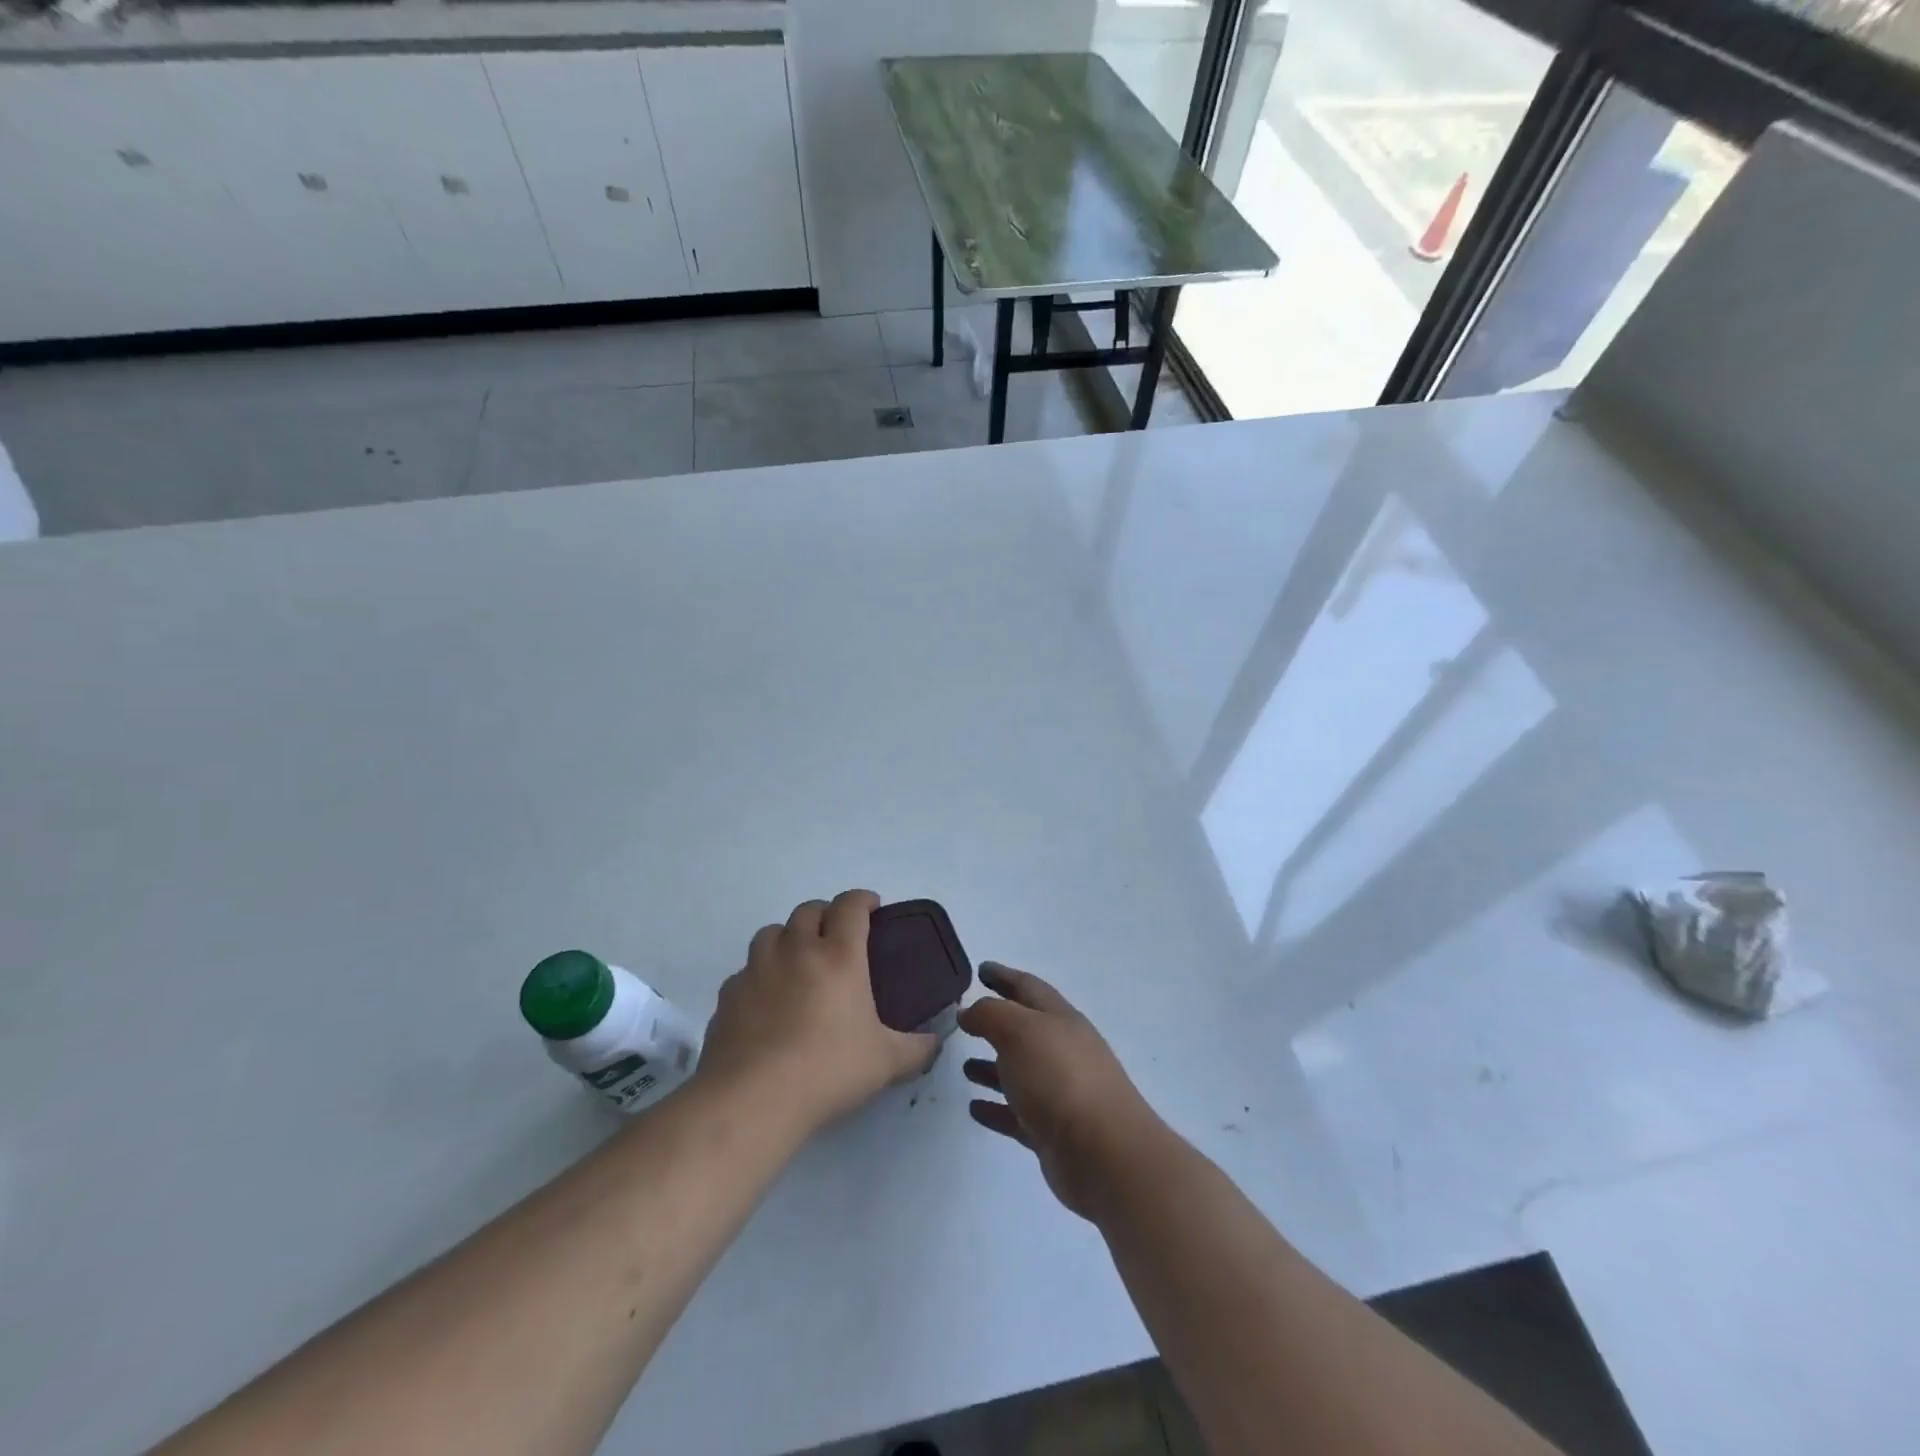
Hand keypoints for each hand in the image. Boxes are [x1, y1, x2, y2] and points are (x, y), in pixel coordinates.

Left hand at [696, 890, 937, 1136]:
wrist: (753, 1098)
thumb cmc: (828, 1071)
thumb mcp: (886, 1063)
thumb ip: (917, 1049)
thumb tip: (934, 1042)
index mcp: (839, 956)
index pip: (850, 906)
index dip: (863, 899)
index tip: (872, 907)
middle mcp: (797, 950)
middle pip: (809, 910)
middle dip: (825, 914)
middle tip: (837, 937)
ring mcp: (757, 969)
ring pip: (771, 932)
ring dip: (788, 937)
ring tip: (797, 962)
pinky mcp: (728, 994)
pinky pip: (745, 970)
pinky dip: (759, 975)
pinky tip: (766, 1001)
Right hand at [960, 963, 1162, 1219]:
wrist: (1104, 1153)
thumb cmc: (1060, 1078)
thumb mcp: (1019, 1031)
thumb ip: (990, 1014)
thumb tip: (969, 1011)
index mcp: (1059, 1019)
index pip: (1028, 987)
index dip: (1004, 976)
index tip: (981, 969)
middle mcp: (1062, 1050)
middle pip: (1025, 1029)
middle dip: (997, 1021)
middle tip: (965, 1019)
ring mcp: (1060, 1092)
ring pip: (1020, 1072)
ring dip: (993, 1067)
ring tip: (964, 1066)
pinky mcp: (1053, 1131)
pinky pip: (1017, 1113)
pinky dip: (996, 1108)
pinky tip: (974, 1109)